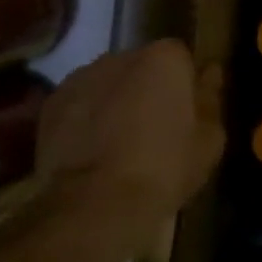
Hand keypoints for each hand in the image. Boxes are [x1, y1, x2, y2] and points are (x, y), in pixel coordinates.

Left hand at [36, 40, 223, 223]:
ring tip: (120, 142)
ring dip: (116, 101)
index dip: (186, 85)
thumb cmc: (165, 169)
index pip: (182, 58)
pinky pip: (80, 104)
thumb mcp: (209, 141)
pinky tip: (94, 151)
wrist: (96, 205)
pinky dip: (87, 118)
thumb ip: (210, 99)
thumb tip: (210, 73)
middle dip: (148, 88)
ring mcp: (80, 77)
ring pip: (108, 83)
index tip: (187, 112)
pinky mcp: (51, 104)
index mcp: (164, 59)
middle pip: (142, 66)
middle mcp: (120, 56)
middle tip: (156, 128)